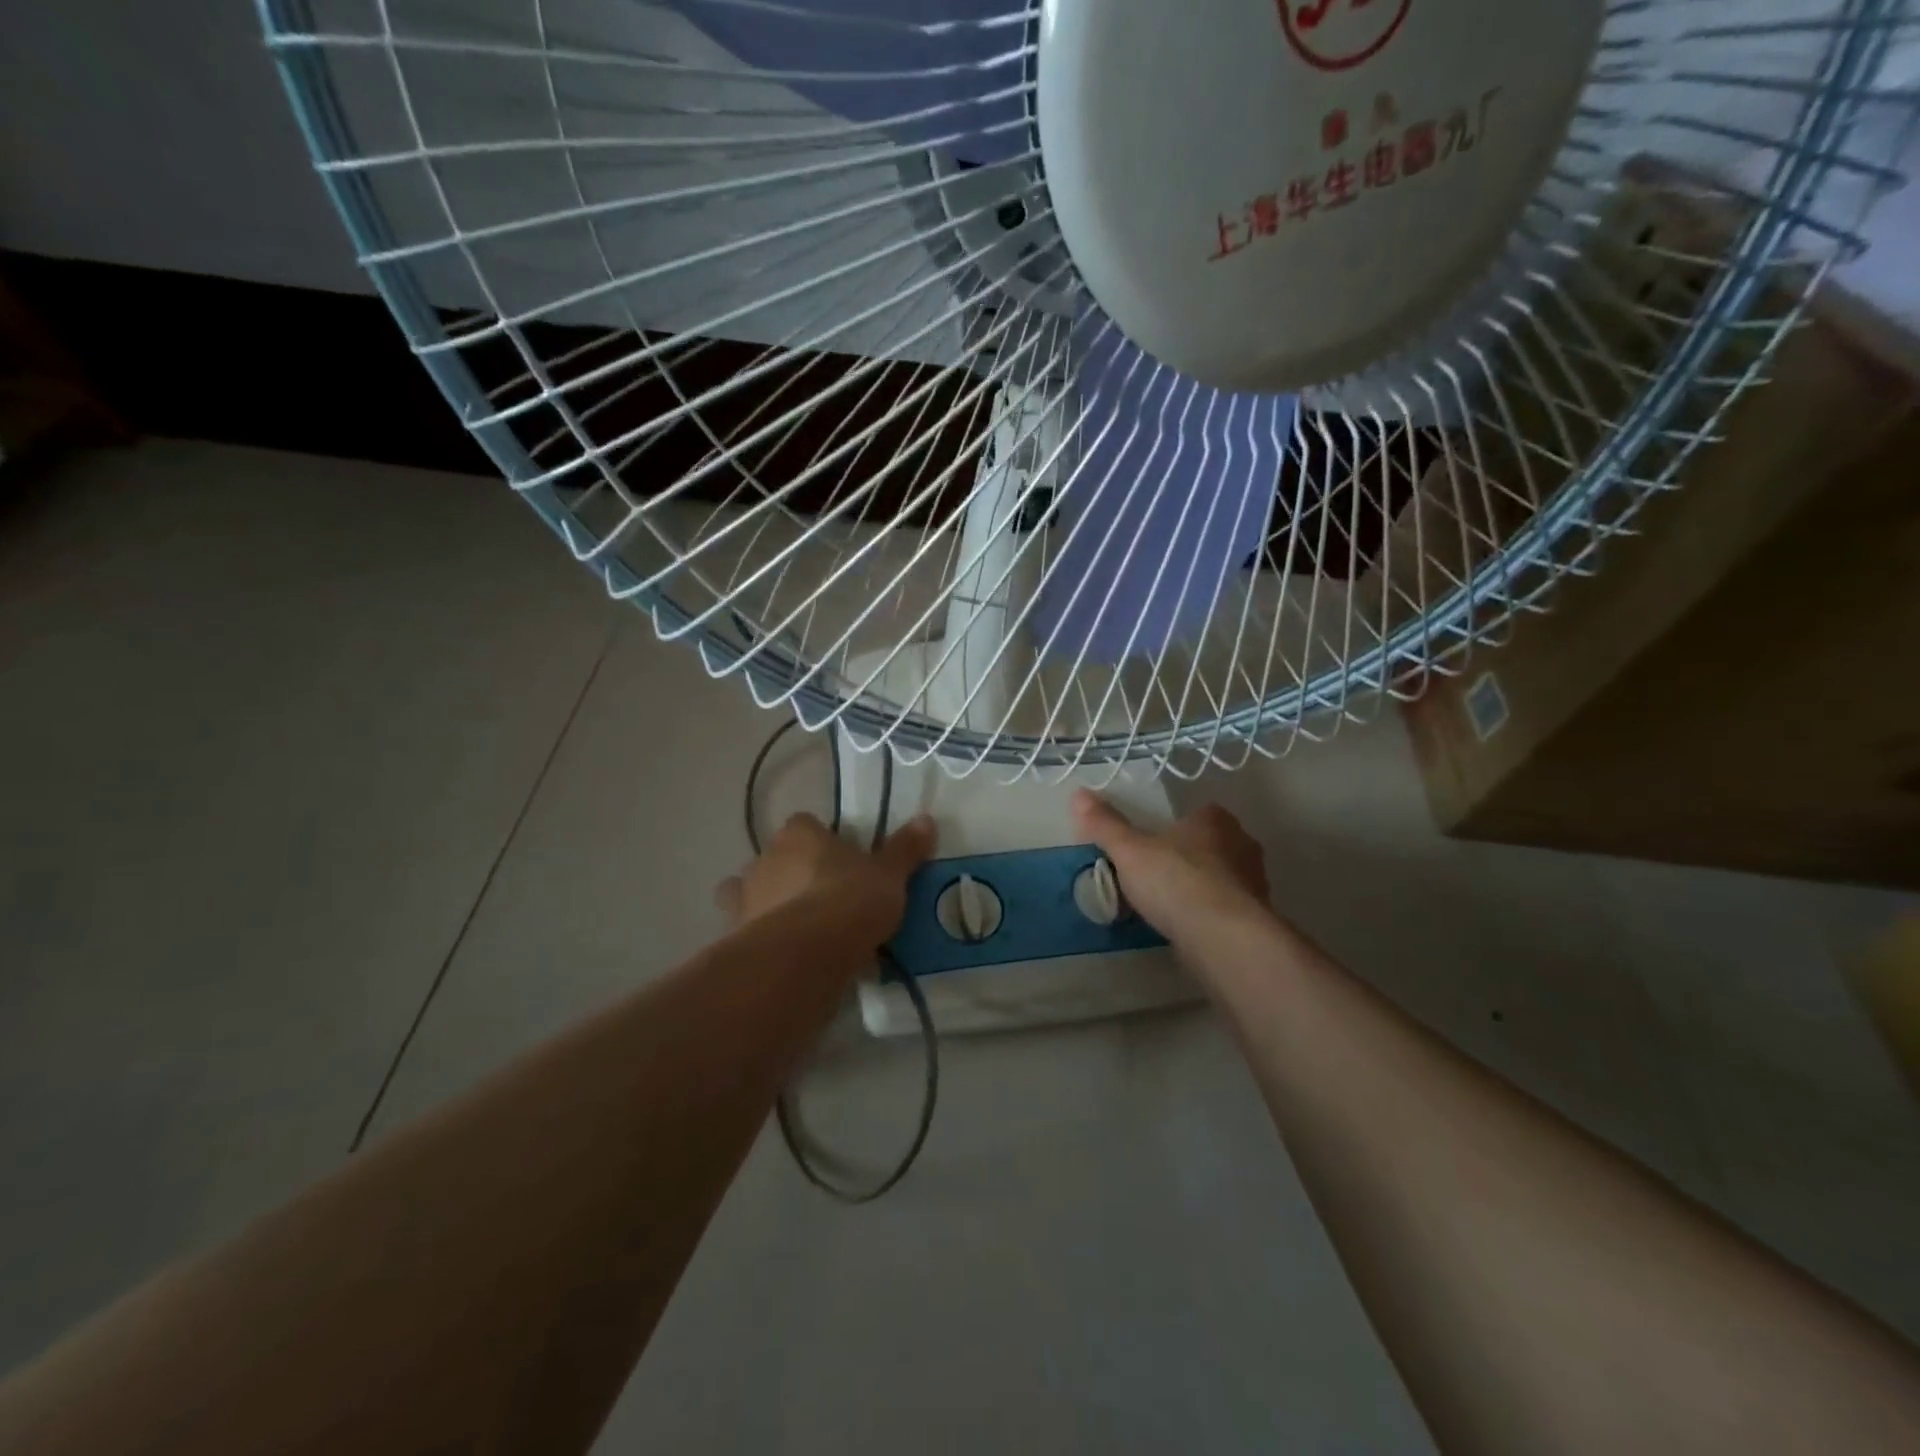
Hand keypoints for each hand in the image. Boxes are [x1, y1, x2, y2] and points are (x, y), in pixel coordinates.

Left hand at [717, 811, 935, 942]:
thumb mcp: (889, 875)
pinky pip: (749, 933)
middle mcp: (765, 858)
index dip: (822, 843)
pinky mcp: (735, 937)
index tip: (842, 864)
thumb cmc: (851, 900)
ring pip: (754, 894)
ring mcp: (744, 898)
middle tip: (826, 901)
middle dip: (795, 875)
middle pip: (778, 859)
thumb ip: (904, 849)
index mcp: (799, 834)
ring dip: (770, 907)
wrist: (807, 954)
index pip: (805, 825)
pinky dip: (763, 941)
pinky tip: (787, 959)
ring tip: (801, 933)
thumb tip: (926, 820)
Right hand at [1071, 791, 1269, 944]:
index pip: (1199, 813)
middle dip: (1188, 858)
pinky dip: (1209, 916)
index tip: (1152, 844)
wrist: (1224, 938)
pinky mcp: (1256, 920)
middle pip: (1211, 846)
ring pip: (1222, 879)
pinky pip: (1226, 911)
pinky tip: (1187, 930)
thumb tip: (1078, 794)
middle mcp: (1242, 845)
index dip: (1176, 827)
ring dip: (1201, 889)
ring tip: (1168, 907)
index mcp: (1215, 820)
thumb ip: (1105, 825)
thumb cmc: (1176, 881)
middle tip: (1156, 875)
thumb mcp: (1129, 851)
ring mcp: (1254, 884)